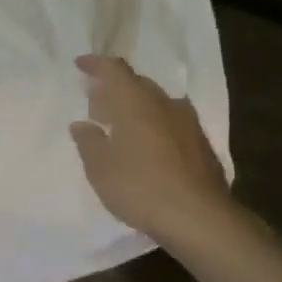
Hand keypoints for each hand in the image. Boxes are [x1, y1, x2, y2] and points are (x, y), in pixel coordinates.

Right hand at [70, 55, 239, 248]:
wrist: (199, 218)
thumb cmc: (139, 187)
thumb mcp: (100, 168)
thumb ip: (88, 142)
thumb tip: (82, 125)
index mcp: (135, 102)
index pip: (114, 69)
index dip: (96, 64)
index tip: (80, 64)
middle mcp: (164, 104)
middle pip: (137, 84)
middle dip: (115, 89)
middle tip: (96, 104)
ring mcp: (188, 123)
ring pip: (157, 103)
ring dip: (136, 107)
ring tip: (120, 126)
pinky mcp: (202, 145)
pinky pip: (172, 122)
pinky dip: (154, 125)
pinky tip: (147, 146)